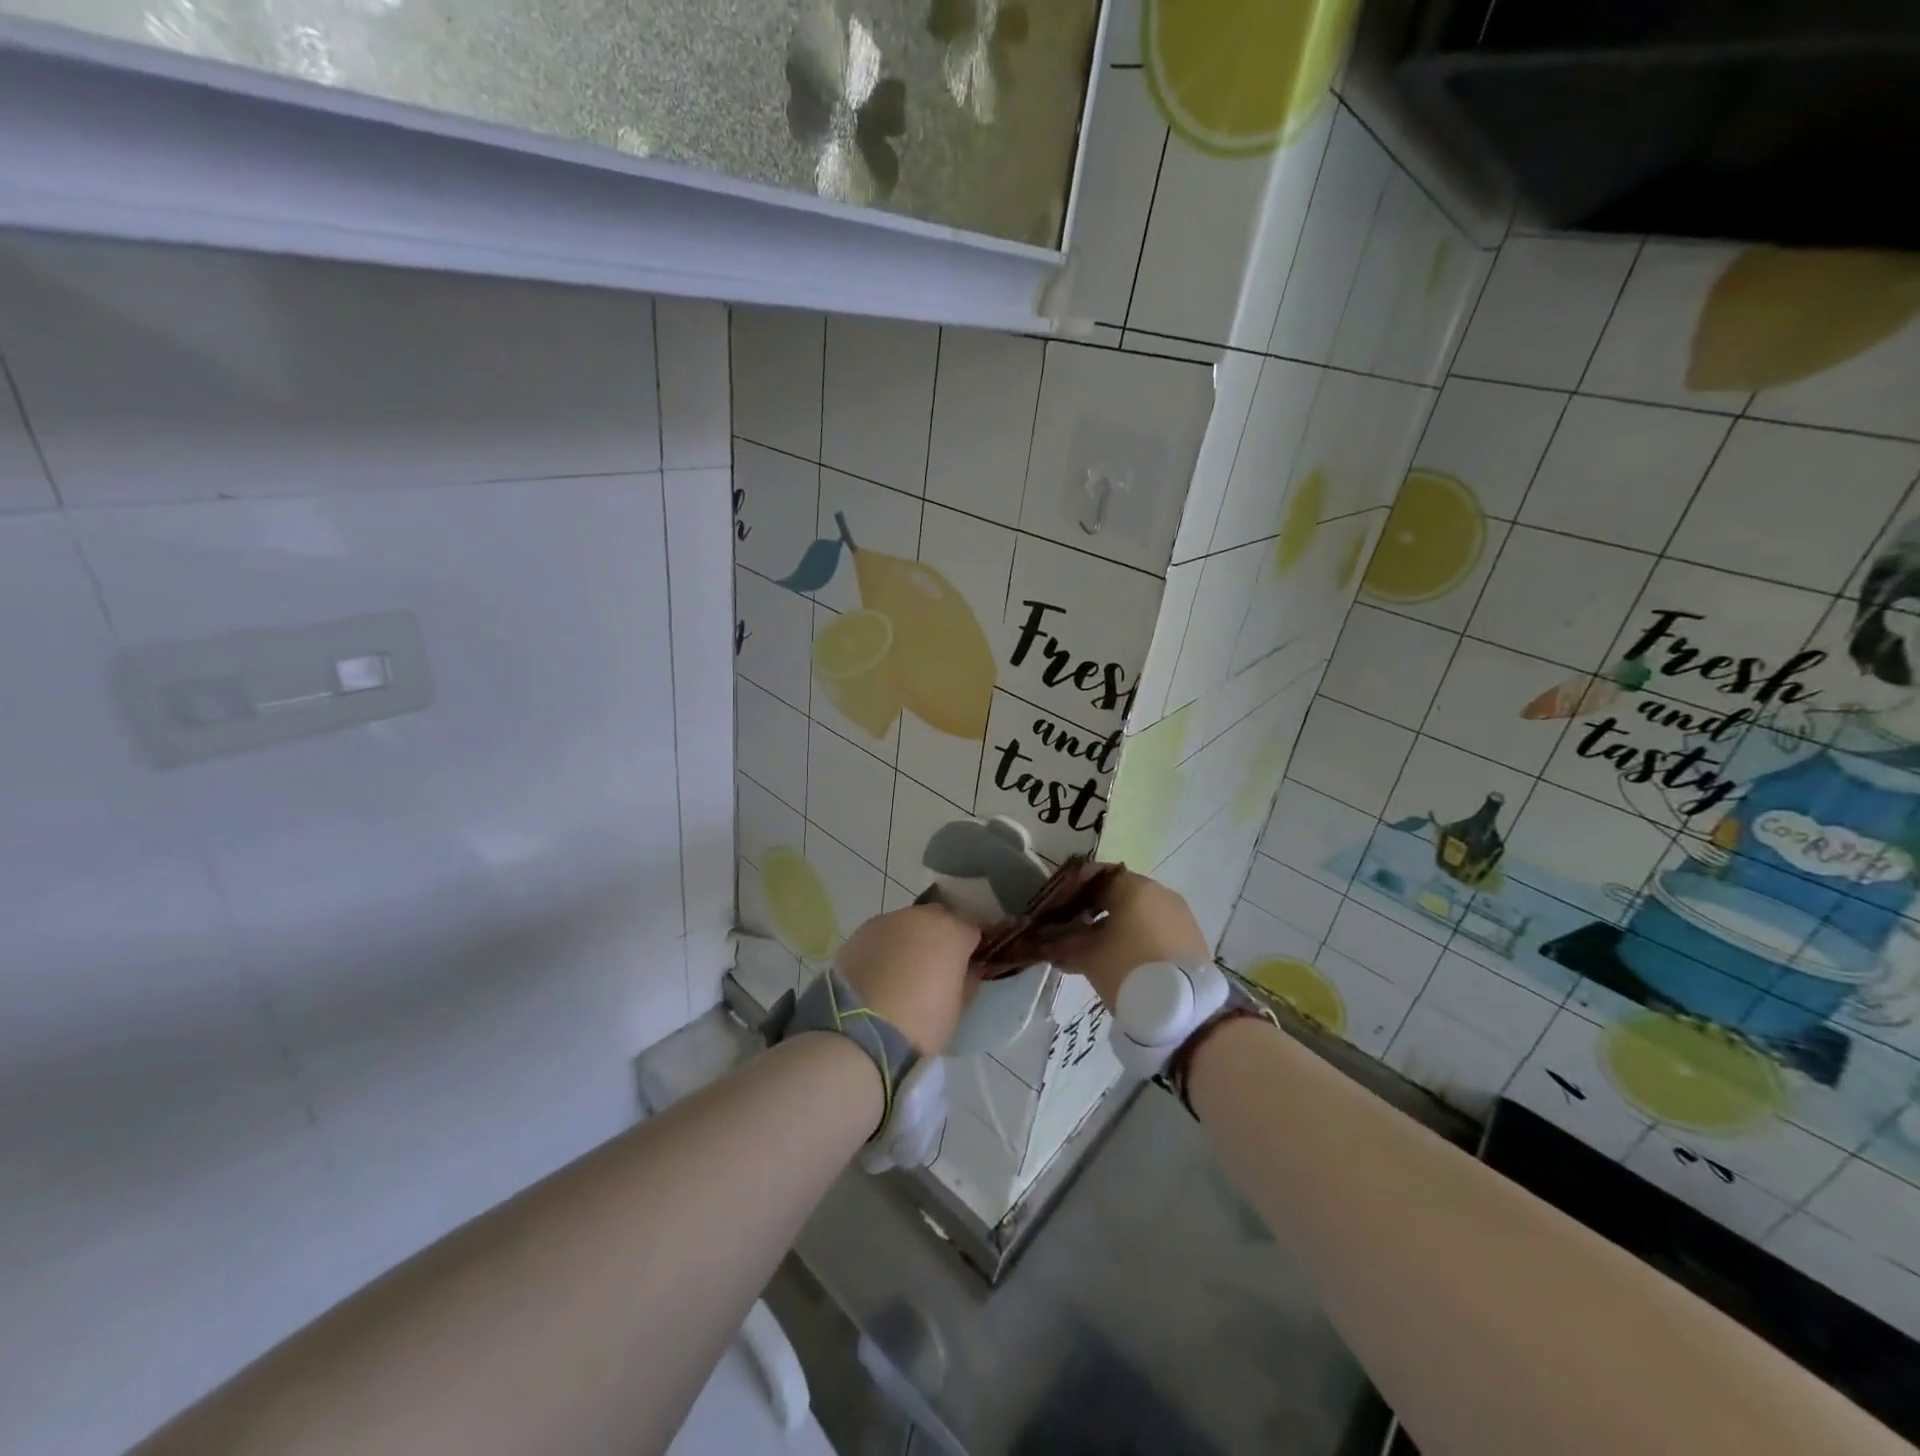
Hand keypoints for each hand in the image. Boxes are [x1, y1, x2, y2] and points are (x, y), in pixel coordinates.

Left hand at [835, 904, 981, 1054]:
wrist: (859, 1034)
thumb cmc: (920, 1024)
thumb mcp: (956, 1009)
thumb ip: (967, 981)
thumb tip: (968, 970)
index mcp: (951, 931)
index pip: (971, 929)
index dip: (971, 948)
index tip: (968, 967)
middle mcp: (920, 916)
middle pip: (938, 920)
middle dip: (939, 939)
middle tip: (935, 970)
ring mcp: (885, 921)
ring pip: (906, 926)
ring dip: (909, 942)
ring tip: (902, 975)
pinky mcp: (858, 934)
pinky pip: (881, 938)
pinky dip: (884, 950)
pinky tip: (878, 976)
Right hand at [1048, 870, 1208, 1008]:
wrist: (1185, 1010)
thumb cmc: (1128, 969)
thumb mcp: (1088, 955)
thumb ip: (1062, 942)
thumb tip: (1044, 940)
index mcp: (1133, 887)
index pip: (1094, 875)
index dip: (1069, 890)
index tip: (1053, 908)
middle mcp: (1158, 892)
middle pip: (1115, 893)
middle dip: (1088, 910)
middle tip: (1066, 929)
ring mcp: (1178, 915)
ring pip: (1134, 913)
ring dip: (1109, 926)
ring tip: (1088, 950)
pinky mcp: (1189, 938)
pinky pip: (1152, 929)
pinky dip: (1132, 937)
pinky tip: (1116, 960)